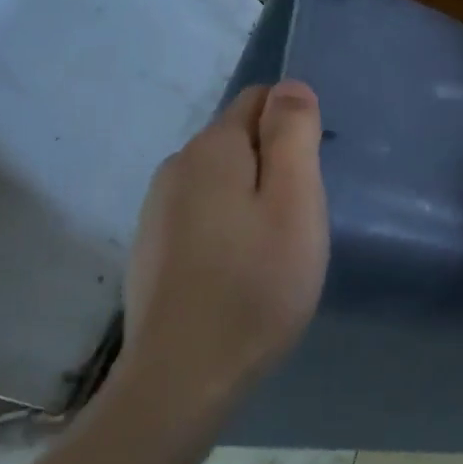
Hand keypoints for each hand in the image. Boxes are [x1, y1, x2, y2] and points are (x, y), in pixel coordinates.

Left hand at [116, 81, 328, 415]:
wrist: (184, 377)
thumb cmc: (257, 284)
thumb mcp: (295, 202)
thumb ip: (294, 135)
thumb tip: (291, 86)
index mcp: (213, 149)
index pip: (259, 99)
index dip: (294, 128)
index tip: (310, 178)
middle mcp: (177, 167)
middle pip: (240, 139)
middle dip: (275, 164)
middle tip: (299, 220)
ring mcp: (157, 209)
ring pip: (222, 179)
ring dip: (252, 197)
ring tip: (273, 249)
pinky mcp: (152, 247)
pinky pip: (203, 213)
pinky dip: (228, 226)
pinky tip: (240, 270)